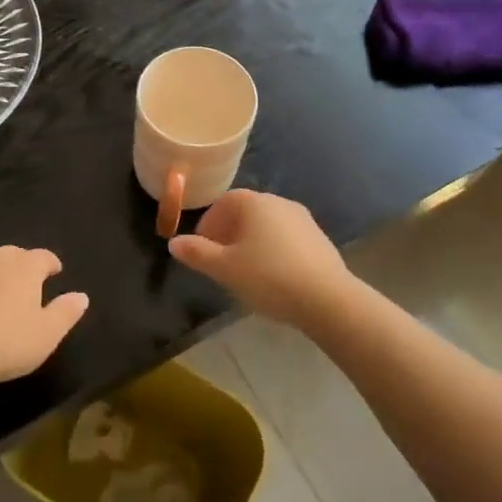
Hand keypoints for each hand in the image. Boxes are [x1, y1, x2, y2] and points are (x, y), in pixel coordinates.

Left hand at [0, 247, 88, 390]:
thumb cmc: (5, 342)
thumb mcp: (47, 334)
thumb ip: (65, 312)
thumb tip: (81, 296)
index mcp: (23, 268)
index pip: (42, 256)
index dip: (51, 263)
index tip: (55, 271)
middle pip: (10, 254)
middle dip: (20, 263)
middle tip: (25, 280)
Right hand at [168, 190, 349, 326]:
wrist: (328, 299)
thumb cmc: (268, 277)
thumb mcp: (225, 268)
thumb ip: (197, 253)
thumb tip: (174, 242)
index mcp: (254, 203)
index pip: (223, 203)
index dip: (208, 224)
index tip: (201, 248)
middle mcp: (278, 202)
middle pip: (245, 213)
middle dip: (228, 233)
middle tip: (219, 261)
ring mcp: (302, 220)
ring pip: (267, 226)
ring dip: (251, 243)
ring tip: (245, 272)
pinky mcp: (319, 239)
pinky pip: (286, 239)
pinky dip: (273, 251)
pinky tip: (273, 277)